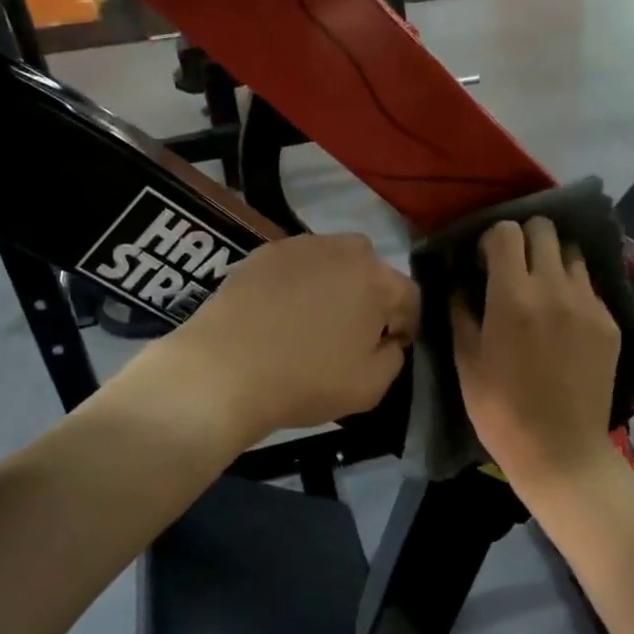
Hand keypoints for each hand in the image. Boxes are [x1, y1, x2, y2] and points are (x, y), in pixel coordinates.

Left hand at [120, 232, 418, 445]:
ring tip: (314, 319)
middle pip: (371, 270)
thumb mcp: (370, 387)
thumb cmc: (305, 381)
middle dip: (370, 296)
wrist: (223, 371)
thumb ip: (393, 358)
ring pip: (332, 261)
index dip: (406, 325)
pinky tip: (280, 313)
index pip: (410, 296)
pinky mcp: (261, 252)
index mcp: (377, 280)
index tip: (392, 347)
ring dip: (334, 285)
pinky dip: (297, 283)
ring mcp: (299, 246)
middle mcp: (343, 250)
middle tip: (353, 331)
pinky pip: (295, 265)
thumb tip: (387, 342)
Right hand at [451, 218, 620, 492]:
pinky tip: (563, 317)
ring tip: (542, 287)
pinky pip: (589, 285)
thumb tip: (461, 282)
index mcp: (513, 296)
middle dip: (524, 239)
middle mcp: (555, 288)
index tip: (483, 262)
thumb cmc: (501, 411)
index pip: (507, 232)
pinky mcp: (610, 322)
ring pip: (572, 252)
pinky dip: (572, 288)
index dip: (490, 239)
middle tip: (513, 267)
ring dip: (552, 259)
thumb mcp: (466, 360)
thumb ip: (461, 311)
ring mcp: (588, 304)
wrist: (561, 451)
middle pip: (544, 228)